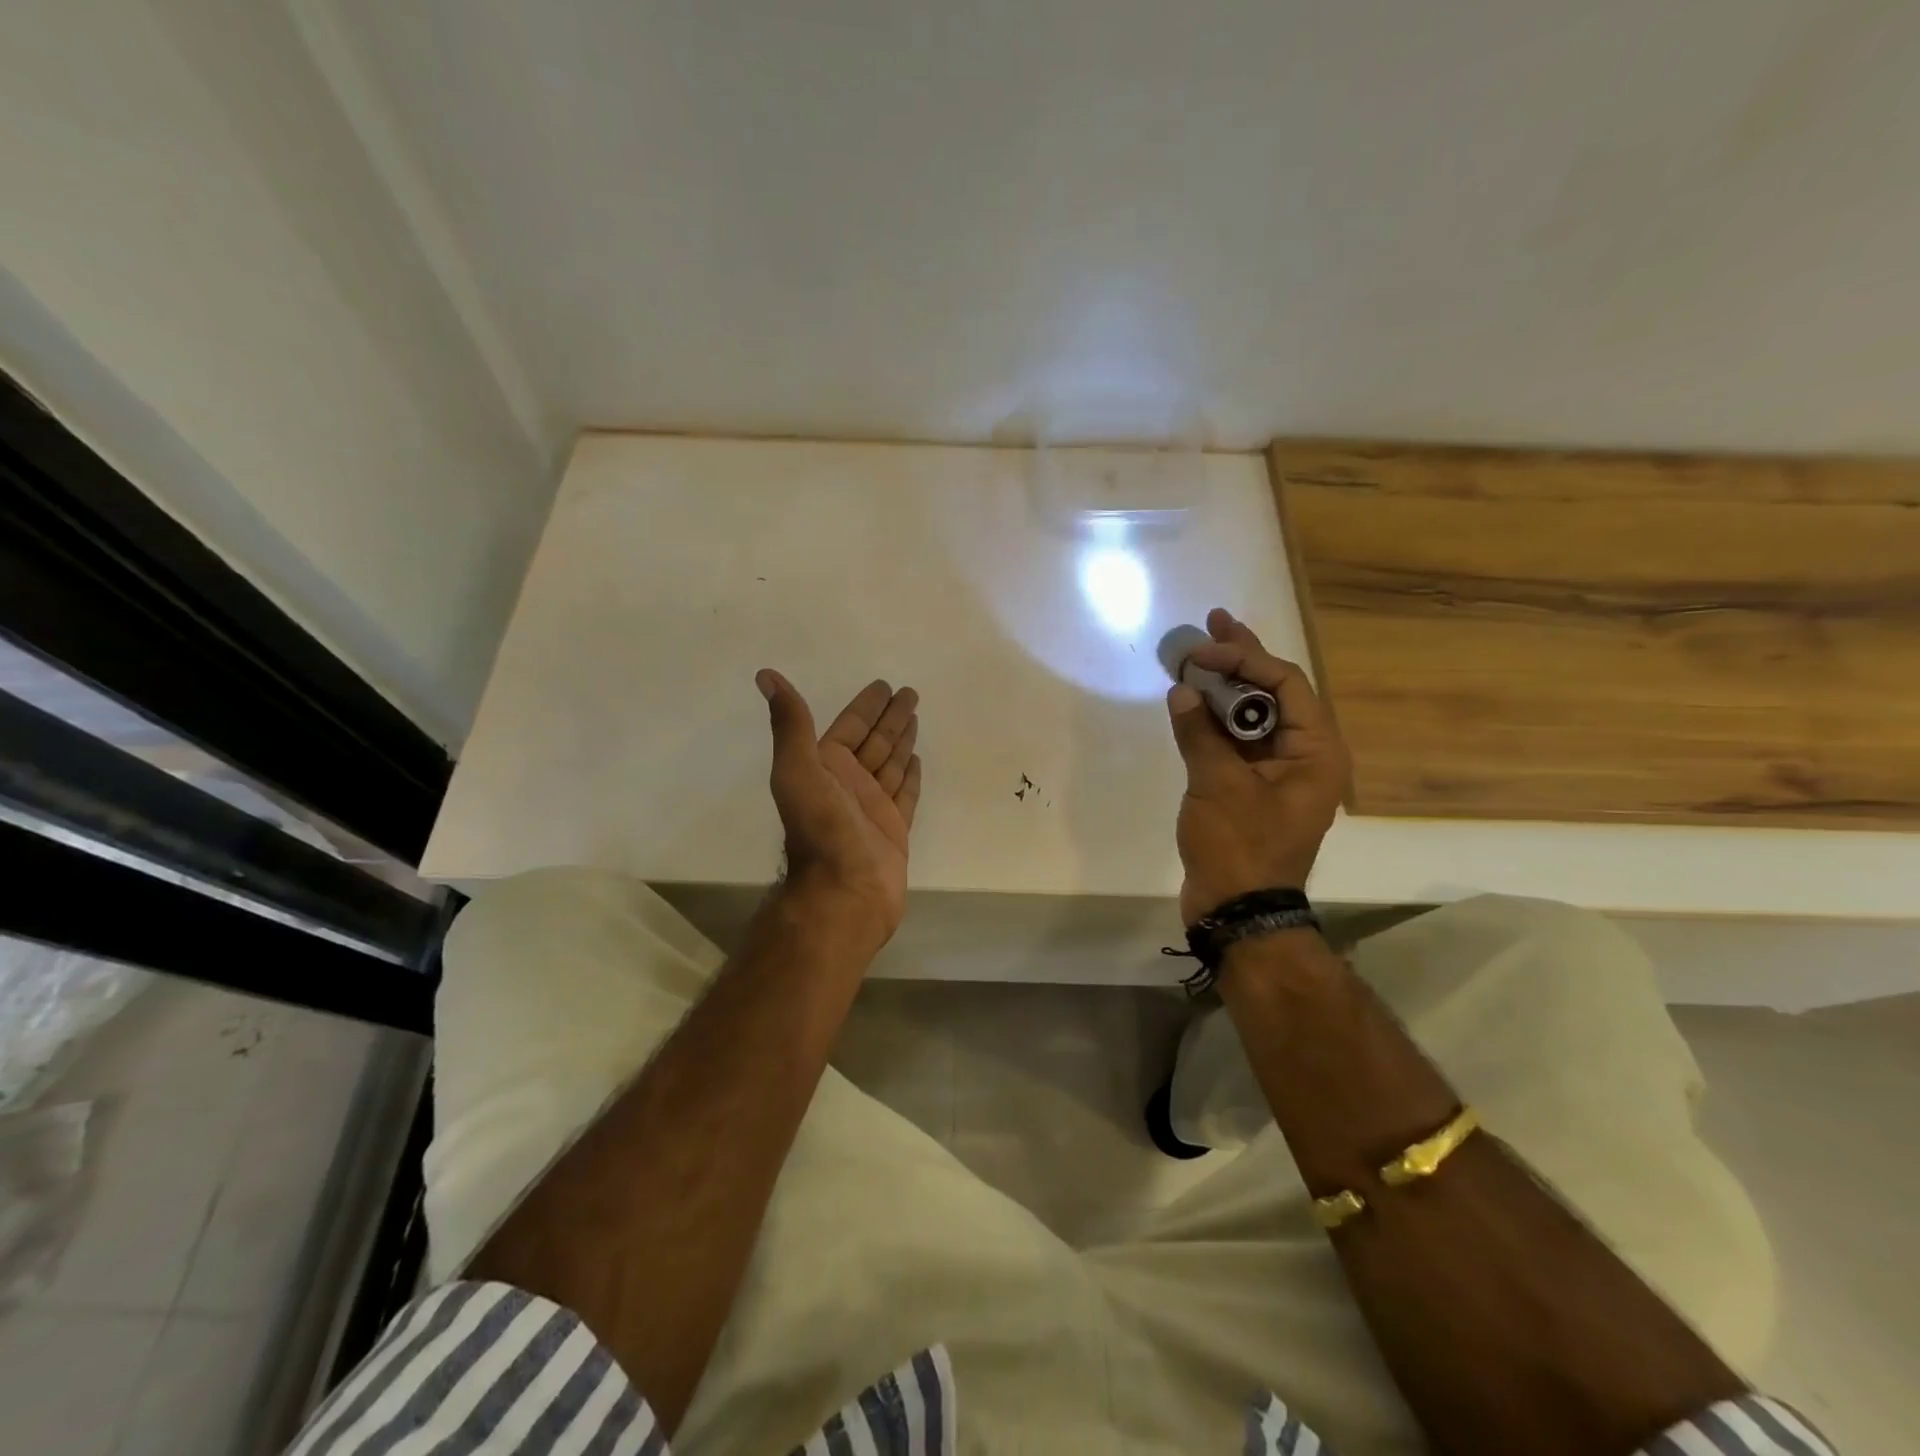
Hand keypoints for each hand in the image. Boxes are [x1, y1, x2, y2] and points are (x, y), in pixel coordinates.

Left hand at [757, 669, 922, 951]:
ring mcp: (872, 807)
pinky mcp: (893, 829)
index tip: (884, 686)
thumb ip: (790, 724)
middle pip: (874, 741)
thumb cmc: (822, 829)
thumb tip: (765, 675)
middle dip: (890, 718)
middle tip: (911, 693)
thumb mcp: (798, 770)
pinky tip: (917, 759)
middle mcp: (847, 784)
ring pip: (890, 764)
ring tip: (916, 717)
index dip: (866, 706)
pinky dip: (910, 776)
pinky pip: (905, 794)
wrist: (844, 892)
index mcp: (824, 767)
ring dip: (901, 740)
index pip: (850, 727)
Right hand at [1166, 609, 1350, 924]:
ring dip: (1222, 687)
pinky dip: (1212, 720)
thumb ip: (1200, 733)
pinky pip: (1234, 741)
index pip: (1286, 684)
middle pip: (1273, 693)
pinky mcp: (1249, 788)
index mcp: (1315, 752)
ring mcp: (1275, 772)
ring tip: (1194, 655)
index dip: (1245, 659)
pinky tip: (1190, 700)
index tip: (1204, 648)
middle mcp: (1303, 755)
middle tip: (1213, 622)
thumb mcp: (1218, 786)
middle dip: (1241, 658)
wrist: (1236, 910)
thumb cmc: (1240, 846)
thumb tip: (1181, 691)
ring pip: (1251, 716)